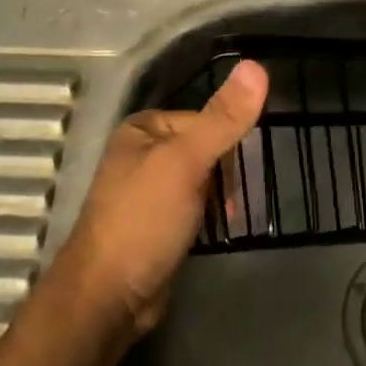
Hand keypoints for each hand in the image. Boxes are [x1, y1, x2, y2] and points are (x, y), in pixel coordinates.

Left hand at [51, 59, 268, 337]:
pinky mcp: (157, 225)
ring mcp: (148, 192)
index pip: (204, 119)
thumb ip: (222, 119)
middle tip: (237, 201)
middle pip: (205, 149)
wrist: (108, 298)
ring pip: (202, 181)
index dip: (227, 142)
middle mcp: (142, 155)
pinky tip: (220, 230)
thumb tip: (257, 66)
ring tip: (231, 218)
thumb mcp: (186, 162)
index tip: (243, 170)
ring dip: (222, 197)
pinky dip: (211, 216)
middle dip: (225, 174)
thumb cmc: (143, 220)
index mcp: (143, 130)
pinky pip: (195, 208)